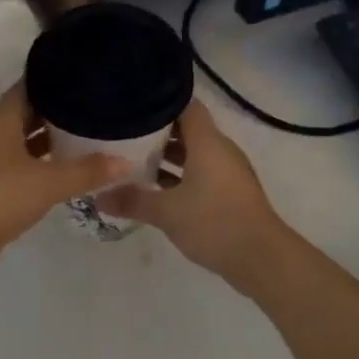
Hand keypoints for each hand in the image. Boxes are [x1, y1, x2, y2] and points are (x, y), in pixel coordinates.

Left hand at [0, 86, 127, 283]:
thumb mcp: (46, 183)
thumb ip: (86, 171)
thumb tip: (126, 162)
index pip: (27, 89)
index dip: (53, 80)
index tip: (83, 75)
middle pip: (25, 116)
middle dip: (57, 113)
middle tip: (94, 107)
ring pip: (22, 146)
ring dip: (49, 143)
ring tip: (86, 138)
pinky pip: (19, 171)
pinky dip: (40, 169)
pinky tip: (64, 175)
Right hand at [99, 100, 285, 288]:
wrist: (261, 258)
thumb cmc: (213, 222)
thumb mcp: (166, 212)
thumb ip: (132, 201)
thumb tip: (97, 197)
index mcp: (208, 142)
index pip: (186, 105)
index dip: (160, 100)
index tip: (132, 103)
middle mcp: (220, 150)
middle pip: (188, 129)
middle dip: (157, 131)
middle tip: (123, 133)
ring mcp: (227, 173)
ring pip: (194, 155)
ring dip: (168, 157)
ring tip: (132, 160)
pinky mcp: (229, 194)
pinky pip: (201, 175)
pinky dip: (180, 177)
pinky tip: (155, 189)